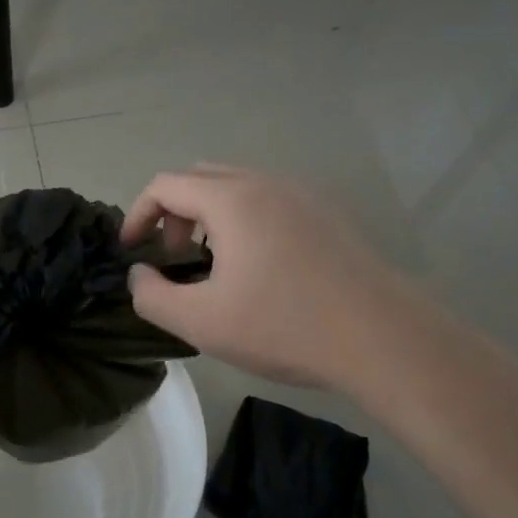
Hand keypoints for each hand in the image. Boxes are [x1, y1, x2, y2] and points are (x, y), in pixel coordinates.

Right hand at [122, 165, 414, 391]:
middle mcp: (266, 184)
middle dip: (173, 212)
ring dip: (208, 216)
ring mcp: (303, 197)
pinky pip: (269, 201)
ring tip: (212, 265)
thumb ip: (152, 296)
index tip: (133, 252)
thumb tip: (139, 275)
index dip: (137, 215)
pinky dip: (243, 220)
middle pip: (200, 177)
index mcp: (232, 200)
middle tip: (174, 257)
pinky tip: (257, 269)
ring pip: (237, 187)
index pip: (165, 185)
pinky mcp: (327, 217)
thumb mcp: (200, 322)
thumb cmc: (284, 326)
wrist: (384, 340)